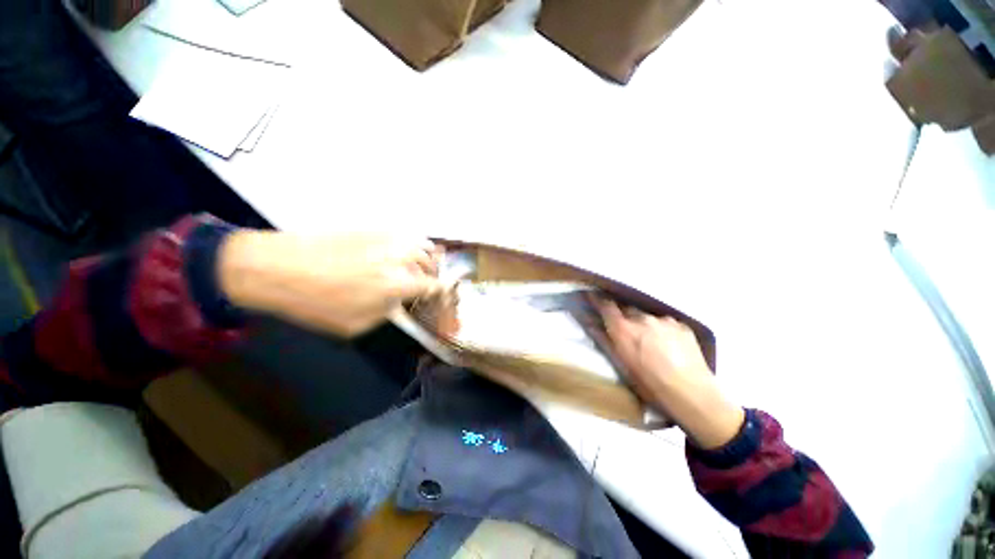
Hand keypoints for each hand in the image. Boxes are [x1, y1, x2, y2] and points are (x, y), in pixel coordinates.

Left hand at [218, 231, 443, 336]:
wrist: (279, 266)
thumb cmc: (317, 302)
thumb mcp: (357, 323)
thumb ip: (388, 312)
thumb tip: (398, 302)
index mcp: (399, 284)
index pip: (435, 286)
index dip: (442, 292)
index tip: (442, 294)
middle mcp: (401, 258)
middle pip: (431, 262)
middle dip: (433, 274)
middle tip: (426, 282)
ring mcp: (389, 239)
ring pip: (422, 244)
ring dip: (425, 257)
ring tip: (417, 265)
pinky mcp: (374, 228)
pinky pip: (403, 235)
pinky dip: (409, 244)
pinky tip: (397, 253)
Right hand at [597, 300, 744, 448]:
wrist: (692, 395)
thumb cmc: (649, 385)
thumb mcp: (621, 364)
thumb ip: (604, 340)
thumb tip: (590, 323)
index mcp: (624, 329)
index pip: (606, 306)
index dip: (597, 300)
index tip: (592, 296)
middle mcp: (643, 318)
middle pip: (627, 309)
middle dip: (623, 316)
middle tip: (625, 329)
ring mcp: (664, 320)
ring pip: (647, 317)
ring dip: (644, 324)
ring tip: (650, 341)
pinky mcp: (682, 325)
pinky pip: (665, 323)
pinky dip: (662, 330)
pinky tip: (668, 345)